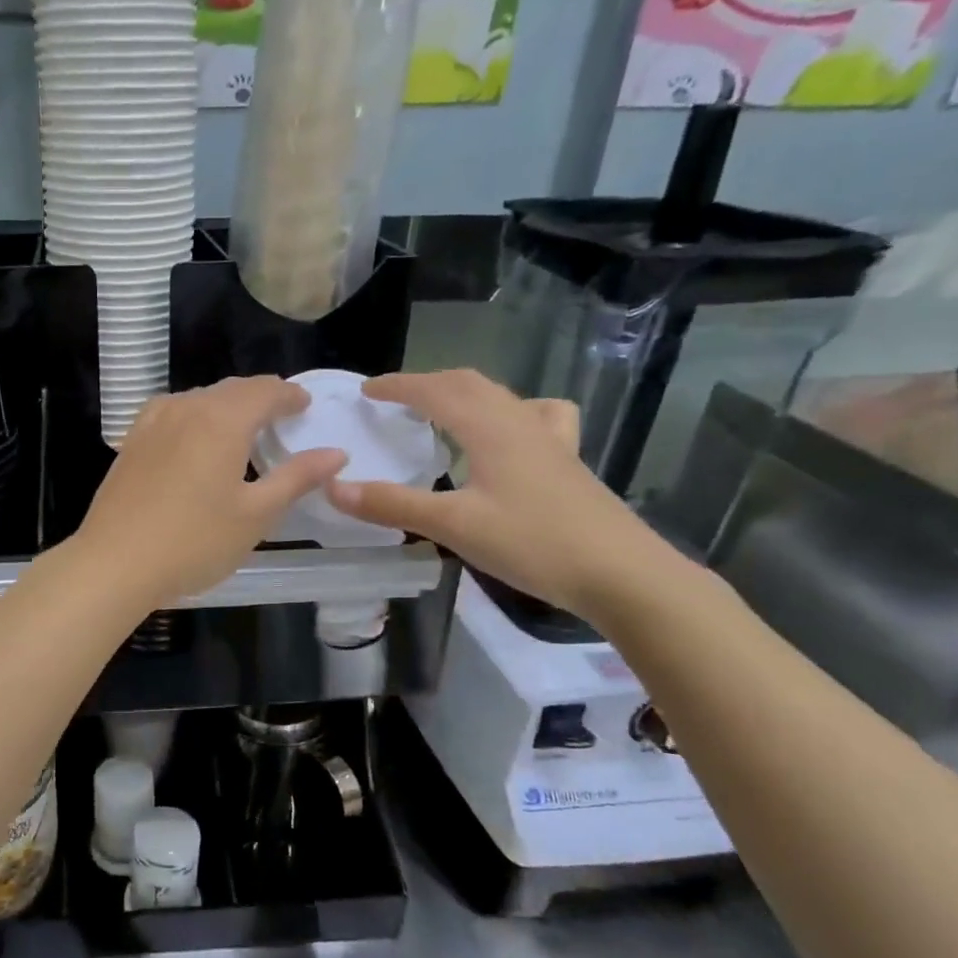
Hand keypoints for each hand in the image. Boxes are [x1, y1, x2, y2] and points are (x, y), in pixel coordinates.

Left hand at [75, 376, 347, 606]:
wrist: (114, 563)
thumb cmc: (194, 542)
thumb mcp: (256, 514)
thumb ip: (296, 478)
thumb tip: (335, 453)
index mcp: (221, 419)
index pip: (264, 391)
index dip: (289, 395)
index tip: (305, 405)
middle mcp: (186, 408)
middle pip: (231, 390)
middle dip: (260, 397)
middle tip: (281, 415)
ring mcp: (152, 423)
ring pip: (198, 399)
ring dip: (226, 405)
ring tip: (243, 427)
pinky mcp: (131, 442)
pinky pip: (172, 412)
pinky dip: (194, 416)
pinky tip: (194, 438)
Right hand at [326, 370, 662, 617]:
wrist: (623, 574)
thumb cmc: (534, 543)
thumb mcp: (454, 526)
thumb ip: (392, 505)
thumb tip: (334, 488)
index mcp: (489, 428)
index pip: (435, 391)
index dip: (397, 386)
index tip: (366, 391)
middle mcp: (520, 422)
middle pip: (469, 384)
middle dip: (427, 383)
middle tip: (394, 399)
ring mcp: (550, 441)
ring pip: (501, 397)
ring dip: (464, 393)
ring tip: (442, 410)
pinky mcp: (567, 462)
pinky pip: (536, 418)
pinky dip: (508, 413)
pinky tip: (509, 436)